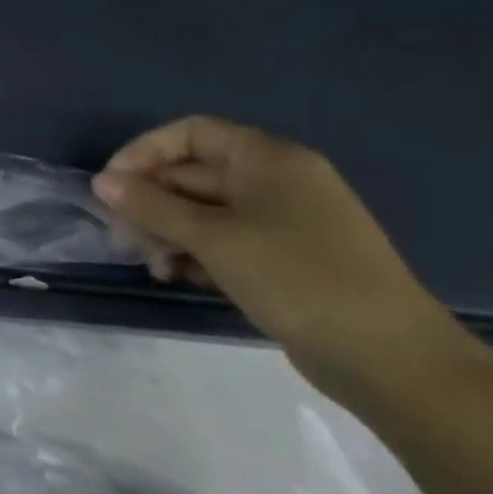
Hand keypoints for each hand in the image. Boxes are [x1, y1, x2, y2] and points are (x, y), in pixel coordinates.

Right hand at [91, 117, 455, 399]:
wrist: (391, 360)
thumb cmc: (297, 278)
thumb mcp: (212, 237)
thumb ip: (150, 205)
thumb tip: (101, 181)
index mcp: (268, 160)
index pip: (189, 133)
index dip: (143, 152)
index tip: (110, 186)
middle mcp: (276, 182)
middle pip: (191, 173)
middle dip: (148, 202)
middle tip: (120, 236)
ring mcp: (282, 222)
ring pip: (201, 211)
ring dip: (165, 231)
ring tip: (150, 264)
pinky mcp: (283, 259)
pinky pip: (222, 240)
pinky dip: (192, 253)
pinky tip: (176, 276)